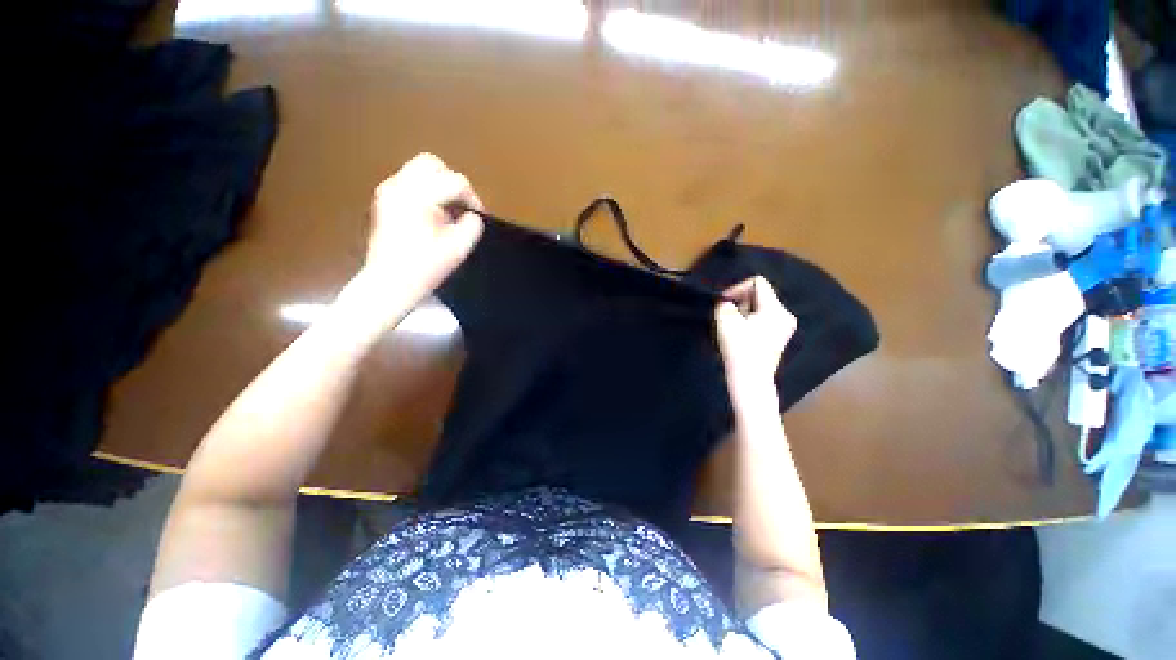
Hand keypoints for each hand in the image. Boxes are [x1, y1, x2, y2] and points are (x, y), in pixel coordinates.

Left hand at [360, 153, 484, 305]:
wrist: (389, 283)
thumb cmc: (425, 267)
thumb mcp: (458, 248)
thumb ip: (472, 226)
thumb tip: (472, 215)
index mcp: (418, 197)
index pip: (455, 182)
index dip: (472, 198)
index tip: (479, 216)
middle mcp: (399, 186)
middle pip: (432, 164)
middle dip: (452, 182)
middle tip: (461, 206)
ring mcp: (388, 191)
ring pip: (419, 171)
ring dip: (439, 186)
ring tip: (448, 212)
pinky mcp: (384, 199)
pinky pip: (410, 183)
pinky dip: (426, 192)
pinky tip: (433, 215)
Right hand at [714, 277, 796, 396]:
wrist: (750, 380)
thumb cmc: (739, 349)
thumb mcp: (725, 321)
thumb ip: (724, 304)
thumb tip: (726, 302)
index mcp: (775, 309)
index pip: (757, 282)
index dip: (737, 288)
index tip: (724, 302)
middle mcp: (785, 315)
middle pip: (760, 294)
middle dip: (741, 301)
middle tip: (728, 316)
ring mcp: (785, 327)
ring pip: (761, 307)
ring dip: (744, 312)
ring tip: (733, 327)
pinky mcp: (780, 337)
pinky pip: (764, 318)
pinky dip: (751, 321)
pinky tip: (741, 334)